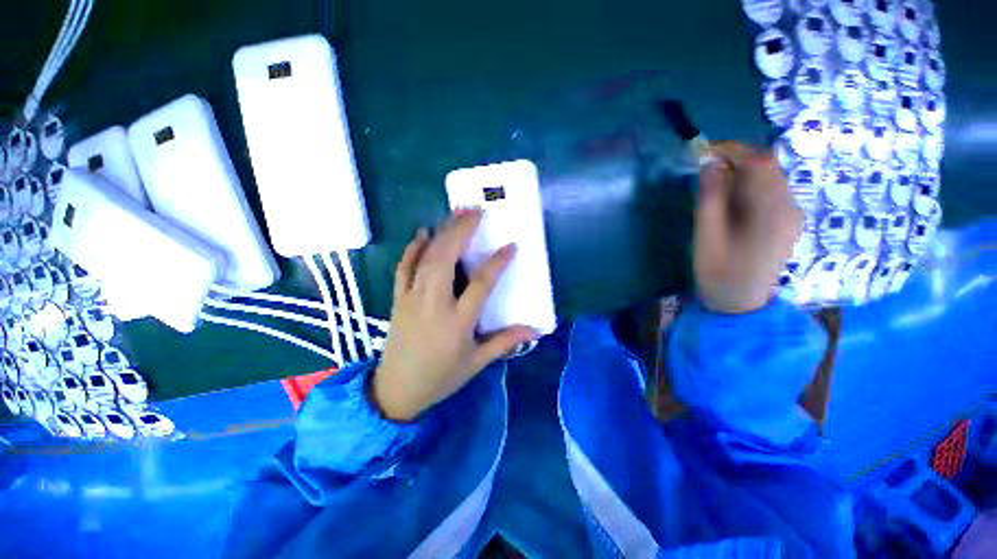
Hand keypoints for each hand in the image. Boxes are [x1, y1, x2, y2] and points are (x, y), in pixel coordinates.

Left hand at [372, 210, 539, 420]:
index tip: (511, 245)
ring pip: (427, 257)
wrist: (396, 390)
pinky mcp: (397, 298)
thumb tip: (535, 331)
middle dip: (462, 231)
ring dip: (442, 232)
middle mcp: (433, 303)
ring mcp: (411, 298)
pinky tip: (423, 233)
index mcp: (457, 322)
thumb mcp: (476, 362)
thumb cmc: (441, 377)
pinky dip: (413, 248)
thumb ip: (504, 342)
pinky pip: (404, 267)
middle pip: (447, 259)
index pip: (481, 284)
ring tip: (456, 213)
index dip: (497, 263)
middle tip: (476, 211)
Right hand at [694, 142, 801, 313]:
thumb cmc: (718, 271)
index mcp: (771, 209)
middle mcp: (790, 206)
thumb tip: (710, 163)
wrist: (740, 303)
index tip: (705, 150)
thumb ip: (710, 196)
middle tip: (707, 165)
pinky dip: (752, 185)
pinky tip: (734, 198)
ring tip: (716, 180)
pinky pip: (773, 192)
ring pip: (771, 178)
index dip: (732, 150)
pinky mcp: (789, 222)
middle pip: (769, 167)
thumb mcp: (706, 233)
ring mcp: (793, 214)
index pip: (759, 162)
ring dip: (744, 171)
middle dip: (738, 159)